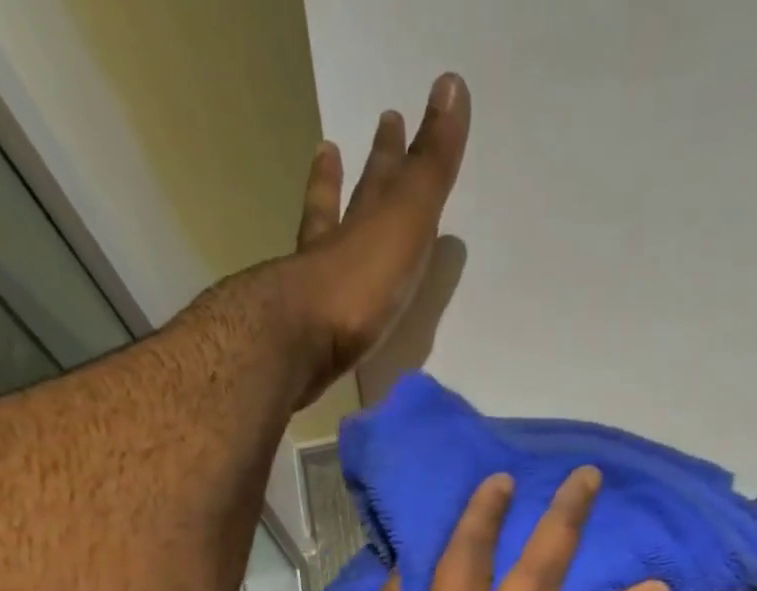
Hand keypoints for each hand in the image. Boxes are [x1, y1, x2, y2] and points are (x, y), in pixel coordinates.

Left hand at [284, 74, 470, 406]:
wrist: (306, 340)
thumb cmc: (363, 279)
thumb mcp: (406, 215)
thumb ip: (430, 165)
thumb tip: (450, 83)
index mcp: (365, 219)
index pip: (383, 177)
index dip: (392, 150)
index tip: (393, 119)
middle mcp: (337, 246)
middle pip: (344, 204)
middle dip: (346, 176)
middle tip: (333, 149)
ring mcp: (318, 290)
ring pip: (319, 244)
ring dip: (320, 218)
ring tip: (312, 204)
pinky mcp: (309, 333)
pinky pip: (319, 304)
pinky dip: (323, 295)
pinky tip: (324, 302)